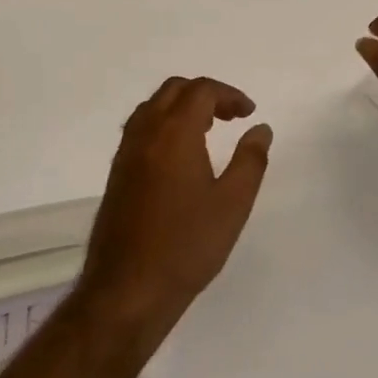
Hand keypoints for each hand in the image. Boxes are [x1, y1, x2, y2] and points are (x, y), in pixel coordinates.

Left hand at [76, 77, 272, 349]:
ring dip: (182, 106)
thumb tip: (261, 129)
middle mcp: (145, 132)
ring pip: (153, 106)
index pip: (201, 90)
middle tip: (231, 117)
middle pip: (174, 90)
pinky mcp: (117, 171)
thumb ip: (250, 160)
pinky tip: (180, 155)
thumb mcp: (232, 204)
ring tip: (208, 131)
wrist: (128, 287)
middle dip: (205, 94)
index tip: (249, 113)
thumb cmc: (187, 245)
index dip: (229, 94)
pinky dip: (164, 123)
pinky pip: (141, 127)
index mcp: (173, 133)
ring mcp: (126, 151)